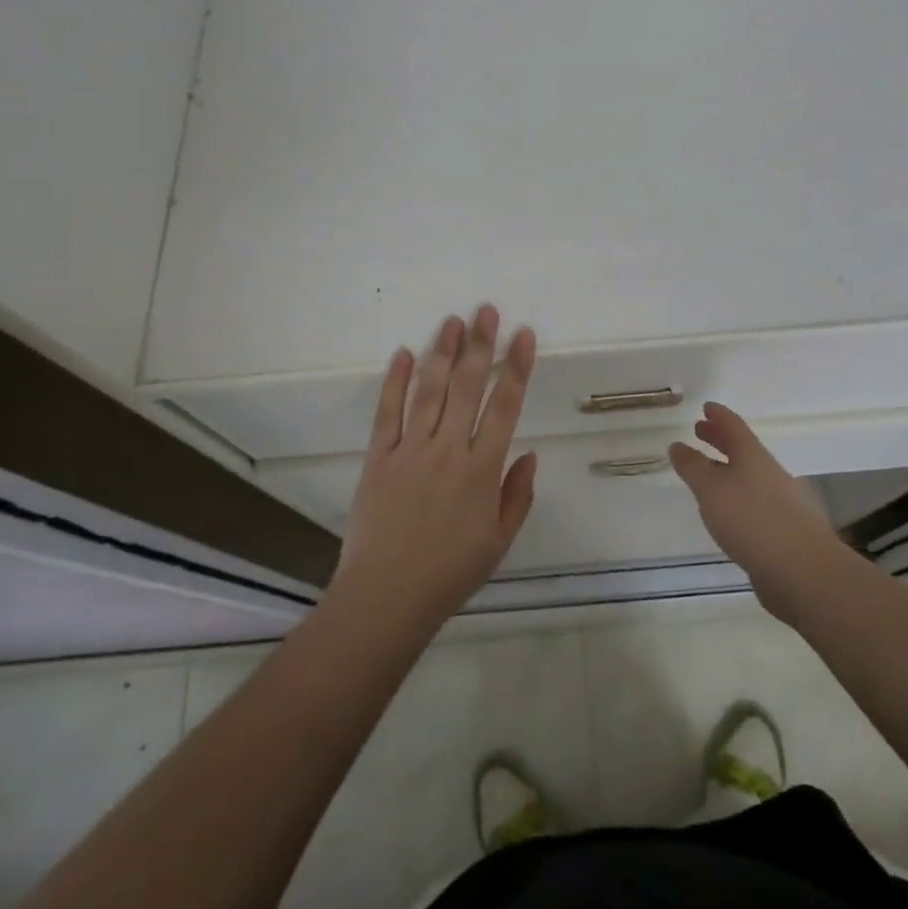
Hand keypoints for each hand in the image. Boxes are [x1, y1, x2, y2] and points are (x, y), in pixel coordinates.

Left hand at [332, 306, 538, 634]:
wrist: (386, 597)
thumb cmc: (449, 573)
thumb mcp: (499, 541)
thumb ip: (517, 495)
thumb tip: (529, 452)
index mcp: (482, 470)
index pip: (505, 406)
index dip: (516, 367)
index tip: (523, 335)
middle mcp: (448, 450)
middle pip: (468, 386)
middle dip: (480, 345)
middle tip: (486, 310)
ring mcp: (410, 449)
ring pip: (429, 389)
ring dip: (442, 351)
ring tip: (452, 320)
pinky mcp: (378, 456)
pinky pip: (388, 411)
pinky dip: (395, 380)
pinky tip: (403, 353)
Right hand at [669, 403, 847, 625]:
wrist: (803, 571)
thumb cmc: (752, 519)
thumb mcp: (711, 489)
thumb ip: (692, 466)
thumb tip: (678, 445)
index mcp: (752, 456)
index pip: (733, 425)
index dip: (718, 415)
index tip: (705, 407)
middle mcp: (768, 473)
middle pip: (742, 449)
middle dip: (720, 439)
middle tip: (700, 431)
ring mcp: (780, 502)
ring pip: (749, 477)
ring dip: (727, 469)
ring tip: (708, 474)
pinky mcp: (784, 531)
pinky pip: (755, 503)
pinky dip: (737, 498)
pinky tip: (728, 513)